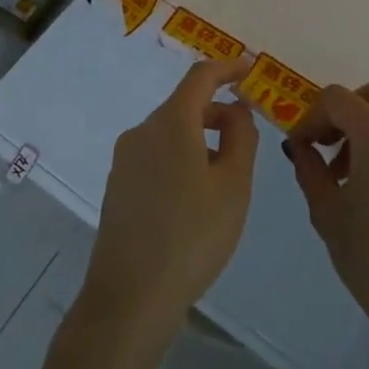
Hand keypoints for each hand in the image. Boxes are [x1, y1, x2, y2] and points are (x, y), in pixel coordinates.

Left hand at [80, 59, 257, 347]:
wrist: (130, 299)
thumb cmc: (192, 237)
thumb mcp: (234, 186)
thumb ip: (241, 137)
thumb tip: (236, 110)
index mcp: (171, 122)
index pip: (201, 76)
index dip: (227, 68)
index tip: (250, 69)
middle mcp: (143, 131)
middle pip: (185, 104)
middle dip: (218, 111)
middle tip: (248, 135)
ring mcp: (125, 159)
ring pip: (171, 132)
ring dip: (201, 137)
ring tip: (227, 174)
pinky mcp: (118, 186)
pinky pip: (157, 155)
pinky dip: (182, 157)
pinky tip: (196, 196)